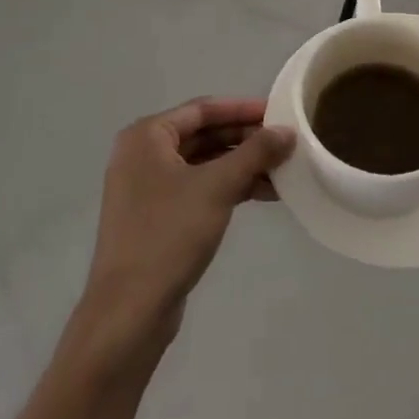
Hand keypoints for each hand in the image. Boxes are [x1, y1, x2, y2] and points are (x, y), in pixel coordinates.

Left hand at [80, 98, 293, 348]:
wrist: (130, 310)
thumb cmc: (169, 234)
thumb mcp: (217, 186)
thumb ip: (255, 153)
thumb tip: (288, 131)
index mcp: (146, 137)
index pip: (202, 109)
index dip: (242, 109)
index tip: (278, 112)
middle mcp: (142, 156)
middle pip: (203, 135)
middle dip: (245, 139)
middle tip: (285, 143)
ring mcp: (148, 189)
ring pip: (203, 164)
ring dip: (241, 165)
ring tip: (283, 171)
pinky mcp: (157, 218)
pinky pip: (198, 189)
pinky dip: (228, 188)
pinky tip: (263, 194)